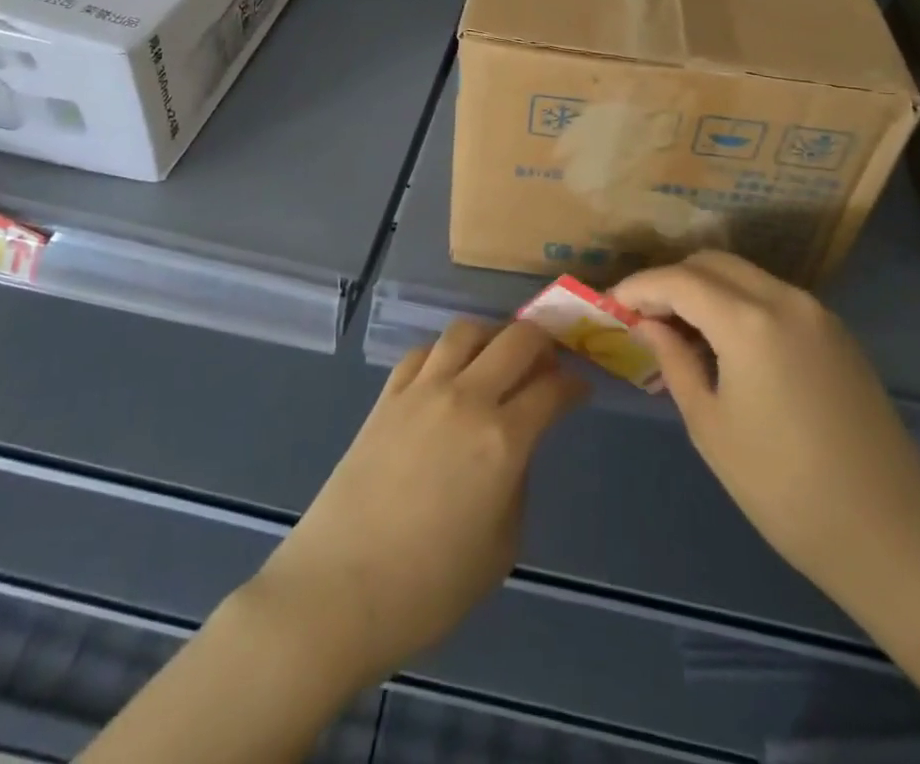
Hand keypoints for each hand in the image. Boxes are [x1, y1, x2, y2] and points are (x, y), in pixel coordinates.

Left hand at [243, 320, 586, 687]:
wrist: (339, 589)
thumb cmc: (429, 587)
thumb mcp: (501, 547)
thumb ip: (516, 483)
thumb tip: (513, 448)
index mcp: (503, 440)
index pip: (552, 389)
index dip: (574, 385)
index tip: (580, 390)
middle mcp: (466, 399)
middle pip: (516, 339)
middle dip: (543, 342)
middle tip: (548, 363)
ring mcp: (422, 390)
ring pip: (466, 331)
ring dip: (492, 336)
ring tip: (497, 357)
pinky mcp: (387, 396)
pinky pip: (423, 352)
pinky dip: (445, 353)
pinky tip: (448, 374)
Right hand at [613, 252, 919, 595]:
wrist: (890, 535)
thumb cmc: (783, 488)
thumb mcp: (710, 426)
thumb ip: (674, 360)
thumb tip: (649, 324)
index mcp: (749, 322)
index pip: (678, 279)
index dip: (638, 286)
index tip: (611, 303)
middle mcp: (785, 299)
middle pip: (712, 263)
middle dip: (671, 280)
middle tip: (644, 316)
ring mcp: (817, 313)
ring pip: (745, 275)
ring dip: (706, 289)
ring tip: (682, 330)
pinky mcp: (836, 333)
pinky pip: (773, 296)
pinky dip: (739, 303)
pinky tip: (728, 343)